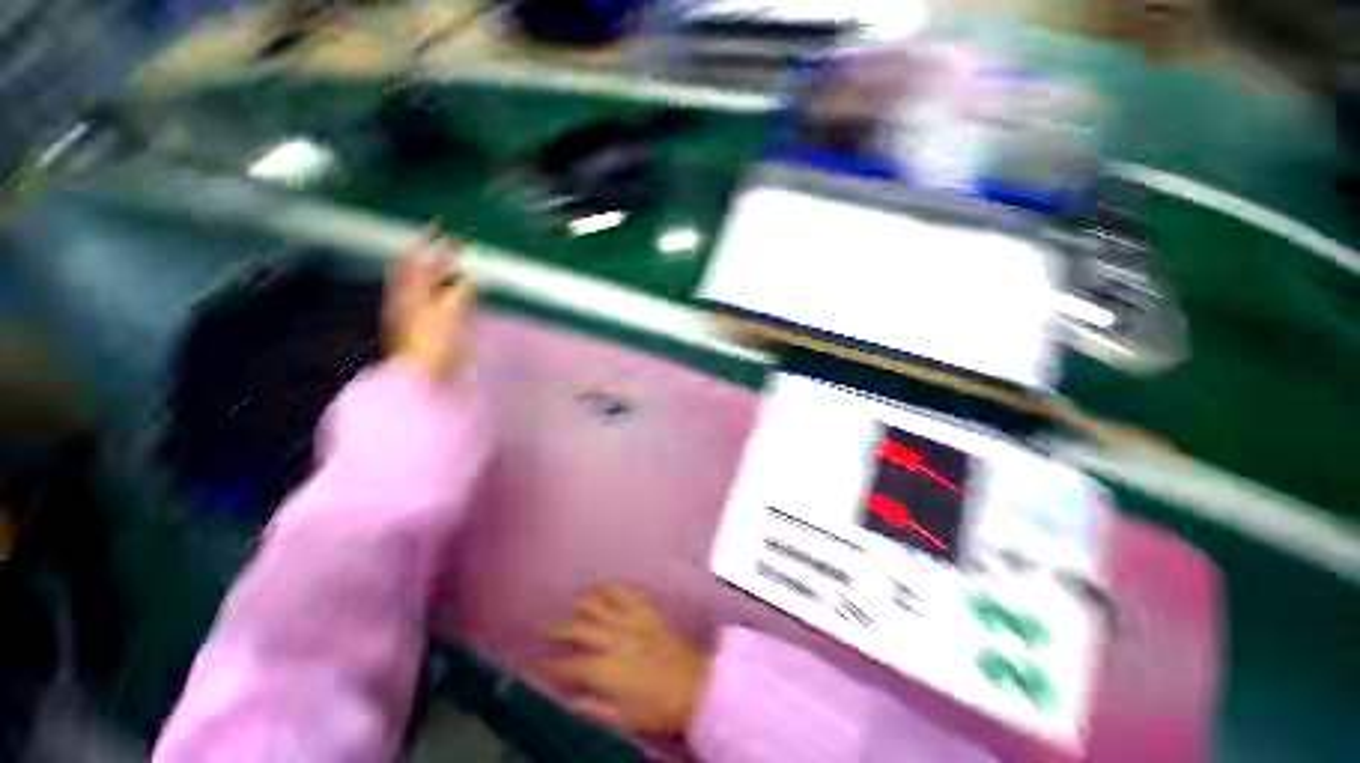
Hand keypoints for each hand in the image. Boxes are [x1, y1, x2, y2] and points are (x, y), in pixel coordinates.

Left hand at [384, 232, 475, 380]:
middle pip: (424, 270)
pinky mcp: (435, 327)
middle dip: (440, 256)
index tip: (440, 224)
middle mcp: (412, 299)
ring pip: (434, 285)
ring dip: (448, 273)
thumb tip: (474, 278)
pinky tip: (465, 291)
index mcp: (410, 292)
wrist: (425, 376)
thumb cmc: (433, 343)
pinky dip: (455, 291)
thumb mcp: (448, 314)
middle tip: (460, 245)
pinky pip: (445, 301)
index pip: (417, 259)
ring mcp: (422, 313)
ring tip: (463, 264)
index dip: (427, 241)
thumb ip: (461, 293)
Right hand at [543, 584, 709, 735]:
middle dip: (559, 627)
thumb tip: (569, 699)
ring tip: (570, 601)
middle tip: (543, 625)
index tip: (538, 661)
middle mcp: (614, 640)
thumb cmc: (657, 708)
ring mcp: (631, 622)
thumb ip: (593, 708)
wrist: (694, 686)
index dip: (552, 663)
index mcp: (605, 669)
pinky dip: (612, 587)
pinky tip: (601, 582)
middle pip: (580, 628)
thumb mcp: (622, 718)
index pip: (570, 664)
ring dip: (582, 603)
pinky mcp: (646, 613)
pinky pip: (626, 595)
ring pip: (600, 606)